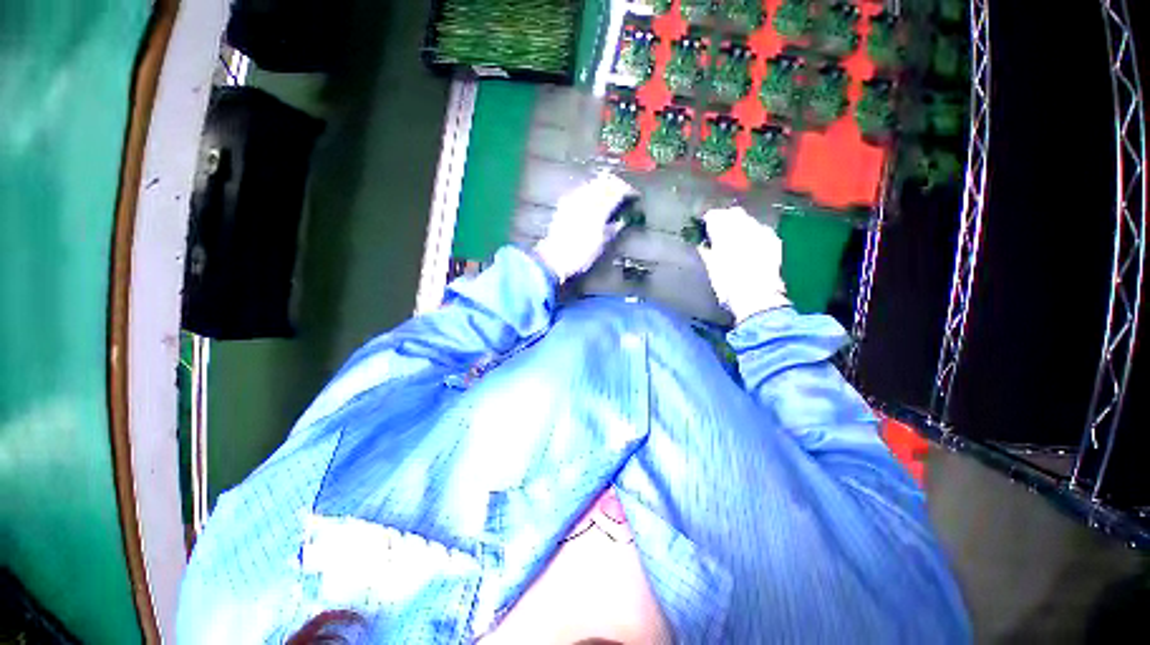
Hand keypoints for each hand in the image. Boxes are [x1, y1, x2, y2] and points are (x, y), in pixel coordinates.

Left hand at [535, 172, 636, 280]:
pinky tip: (592, 194)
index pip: (615, 192)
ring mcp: (572, 202)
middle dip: (616, 184)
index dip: (627, 191)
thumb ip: (612, 229)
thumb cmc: (578, 255)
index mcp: (596, 211)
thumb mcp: (600, 244)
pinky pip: (580, 190)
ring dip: (603, 184)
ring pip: (591, 184)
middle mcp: (584, 202)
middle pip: (603, 184)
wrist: (555, 259)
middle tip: (624, 189)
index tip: (634, 194)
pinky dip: (590, 189)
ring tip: (611, 189)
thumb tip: (621, 221)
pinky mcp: (564, 205)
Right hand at [697, 206, 789, 322]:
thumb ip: (706, 251)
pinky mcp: (774, 242)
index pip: (714, 216)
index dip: (708, 219)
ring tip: (735, 237)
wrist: (756, 296)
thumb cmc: (727, 284)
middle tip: (718, 230)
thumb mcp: (710, 268)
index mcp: (724, 232)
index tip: (704, 226)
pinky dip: (754, 233)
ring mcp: (762, 233)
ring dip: (740, 225)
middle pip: (734, 213)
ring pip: (749, 220)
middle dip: (726, 218)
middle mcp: (744, 227)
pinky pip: (762, 230)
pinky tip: (751, 243)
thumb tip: (703, 244)